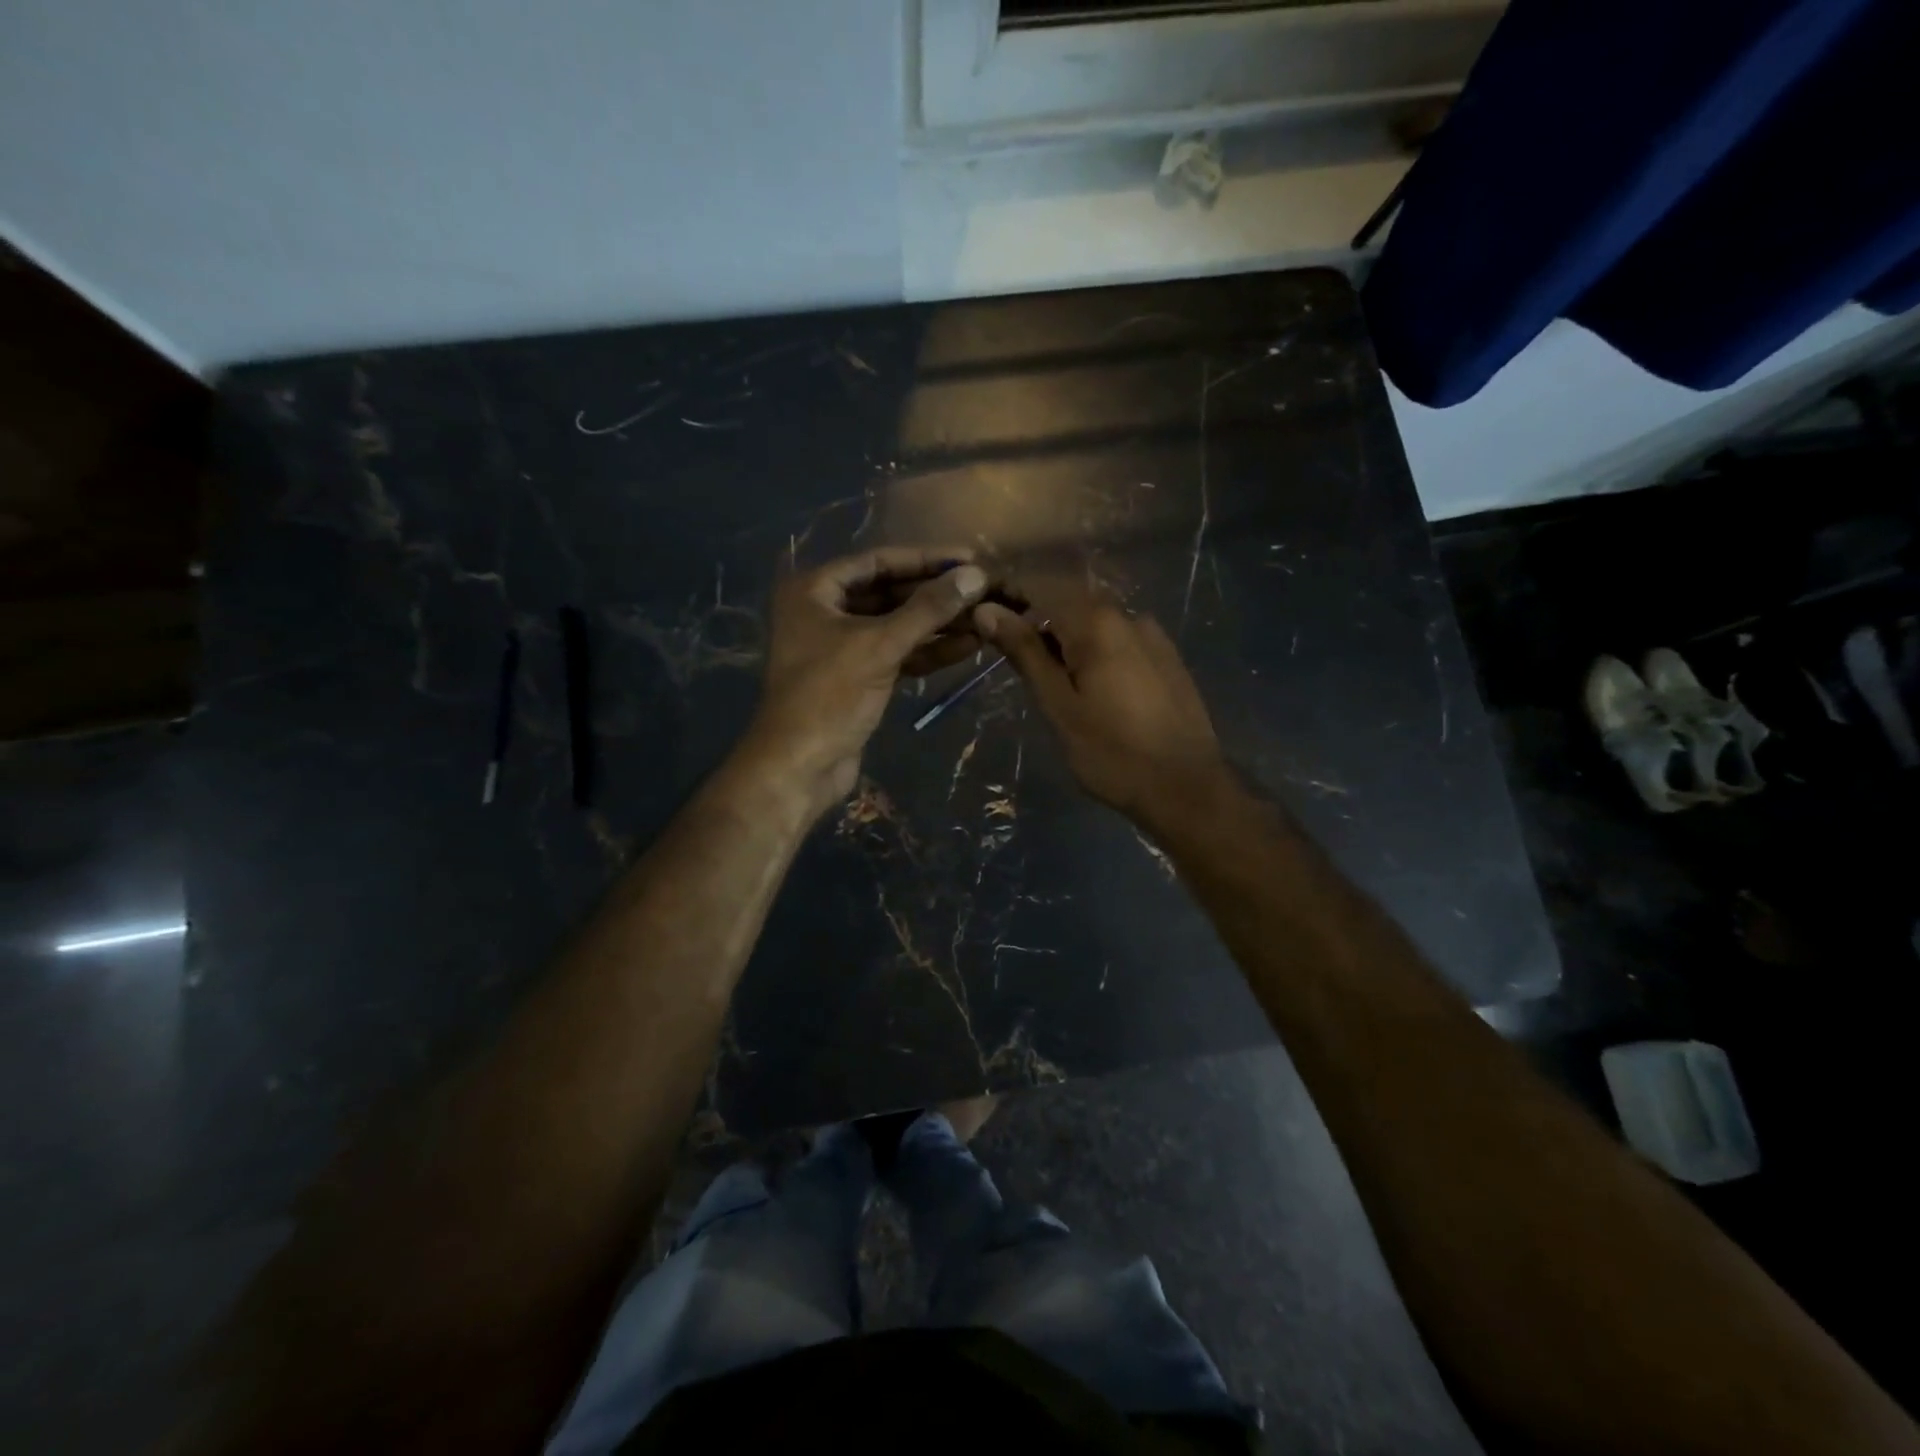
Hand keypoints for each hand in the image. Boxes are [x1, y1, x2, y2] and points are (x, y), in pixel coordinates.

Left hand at [749, 547, 992, 814]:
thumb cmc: (829, 696)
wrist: (799, 767)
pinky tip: (968, 646)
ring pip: (897, 626)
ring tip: (985, 617)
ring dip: (939, 624)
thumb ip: (928, 609)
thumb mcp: (880, 645)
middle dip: (936, 594)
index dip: (926, 559)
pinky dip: (928, 651)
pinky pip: (898, 654)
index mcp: (815, 591)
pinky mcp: (859, 677)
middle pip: (890, 593)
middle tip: (983, 589)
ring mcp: (842, 647)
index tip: (970, 558)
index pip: (879, 561)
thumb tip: (975, 575)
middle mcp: (825, 611)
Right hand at [973, 576, 1224, 828]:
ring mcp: (1152, 635)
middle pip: (1067, 602)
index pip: (1038, 587)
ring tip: (1043, 673)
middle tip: (1004, 651)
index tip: (977, 612)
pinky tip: (1085, 681)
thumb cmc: (1112, 752)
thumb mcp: (1059, 706)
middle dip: (1032, 618)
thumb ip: (1025, 653)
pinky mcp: (1166, 657)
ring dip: (1062, 636)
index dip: (1005, 593)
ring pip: (1093, 622)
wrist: (1187, 788)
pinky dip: (1091, 649)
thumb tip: (987, 610)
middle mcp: (1127, 615)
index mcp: (1096, 622)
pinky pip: (1117, 639)